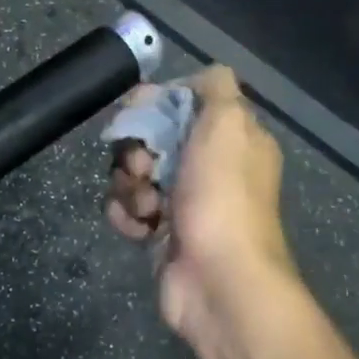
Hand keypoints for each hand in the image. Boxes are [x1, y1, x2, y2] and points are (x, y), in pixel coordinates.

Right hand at [107, 66, 294, 346]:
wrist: (218, 281)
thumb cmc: (222, 196)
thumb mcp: (228, 124)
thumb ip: (216, 87)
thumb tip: (196, 78)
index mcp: (231, 139)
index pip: (182, 105)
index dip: (155, 105)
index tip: (137, 110)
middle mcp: (209, 167)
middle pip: (151, 138)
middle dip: (136, 150)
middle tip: (144, 167)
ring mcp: (184, 202)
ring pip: (133, 174)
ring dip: (130, 187)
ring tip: (148, 207)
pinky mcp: (161, 232)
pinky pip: (127, 208)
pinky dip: (126, 216)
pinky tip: (140, 228)